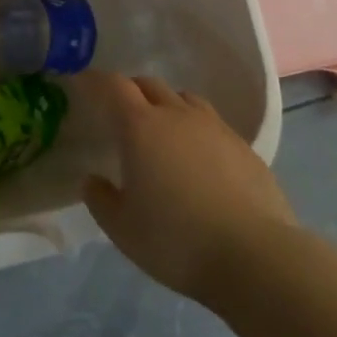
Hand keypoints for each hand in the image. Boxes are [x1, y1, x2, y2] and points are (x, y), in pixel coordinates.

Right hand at [80, 73, 297, 305]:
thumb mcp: (122, 229)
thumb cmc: (176, 240)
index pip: (113, 86)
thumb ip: (101, 199)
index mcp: (141, 126)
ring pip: (183, 98)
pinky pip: (211, 123)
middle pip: (148, 84)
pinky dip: (195, 128)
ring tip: (161, 130)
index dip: (94, 81)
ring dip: (166, 104)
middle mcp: (177, 114)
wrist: (254, 255)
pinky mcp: (243, 146)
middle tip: (118, 112)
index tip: (81, 84)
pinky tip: (197, 158)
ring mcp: (214, 127)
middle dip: (130, 91)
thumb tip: (93, 179)